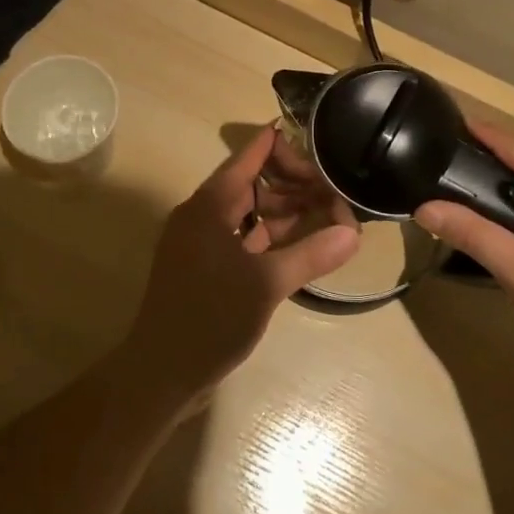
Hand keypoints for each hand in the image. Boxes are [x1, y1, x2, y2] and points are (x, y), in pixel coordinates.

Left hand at [125, 127, 360, 402]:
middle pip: (251, 183)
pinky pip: (243, 237)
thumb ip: (310, 255)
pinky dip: (271, 236)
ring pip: (249, 212)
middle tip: (333, 189)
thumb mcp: (266, 285)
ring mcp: (202, 241)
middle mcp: (203, 215)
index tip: (318, 141)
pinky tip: (302, 243)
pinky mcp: (206, 266)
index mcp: (209, 205)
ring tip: (327, 213)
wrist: (161, 372)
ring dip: (284, 211)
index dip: (282, 146)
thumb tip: (353, 233)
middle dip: (292, 183)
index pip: (248, 157)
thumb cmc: (210, 318)